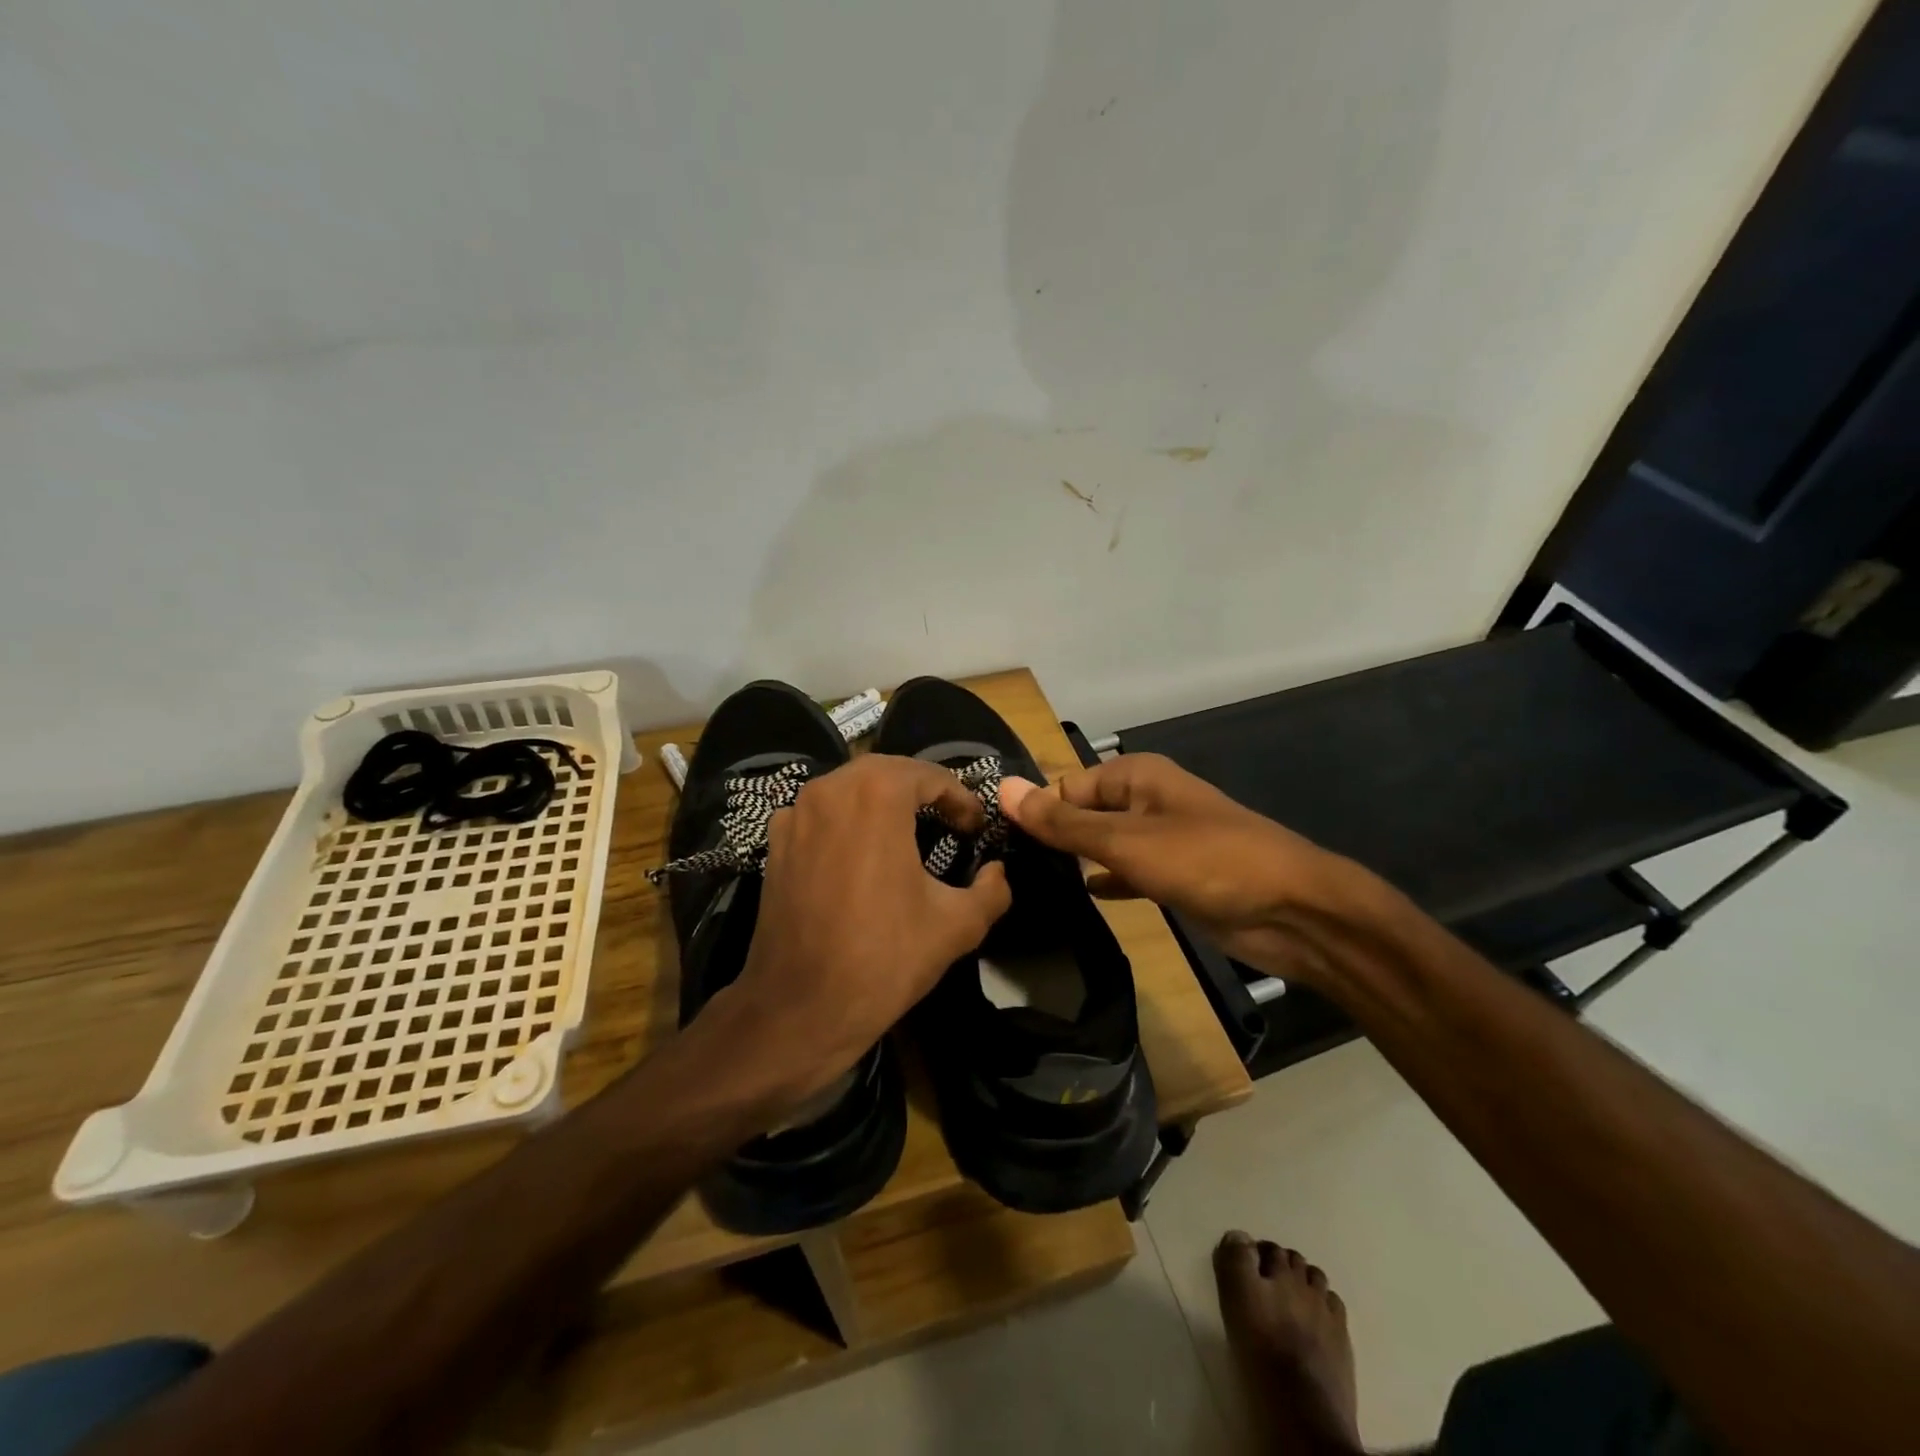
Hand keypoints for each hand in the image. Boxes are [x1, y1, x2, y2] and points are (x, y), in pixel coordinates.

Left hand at [705, 754, 1011, 1105]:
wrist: (800, 1007)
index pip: (929, 776)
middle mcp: (830, 789)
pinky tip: (860, 853)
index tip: (975, 828)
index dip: (960, 798)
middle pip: (886, 772)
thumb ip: (992, 889)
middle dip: (922, 790)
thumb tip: (997, 872)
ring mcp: (795, 815)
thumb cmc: (884, 958)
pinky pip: (820, 814)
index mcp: (876, 795)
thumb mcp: (957, 925)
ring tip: (908, 830)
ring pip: (848, 788)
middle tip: (948, 819)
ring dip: (881, 800)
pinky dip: (846, 820)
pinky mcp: (775, 843)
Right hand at [1000, 754, 1377, 987]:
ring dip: (1074, 861)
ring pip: (1102, 844)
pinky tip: (1080, 898)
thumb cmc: (1207, 862)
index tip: (994, 846)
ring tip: (1027, 886)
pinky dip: (1105, 882)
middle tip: (1002, 872)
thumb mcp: (1126, 840)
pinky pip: (1125, 872)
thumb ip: (1063, 822)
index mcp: (1135, 776)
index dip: (1033, 812)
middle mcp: (1145, 800)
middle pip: (1082, 813)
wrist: (1293, 912)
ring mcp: (1160, 840)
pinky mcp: (1173, 876)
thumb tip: (1003, 789)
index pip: (1065, 786)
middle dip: (1051, 837)